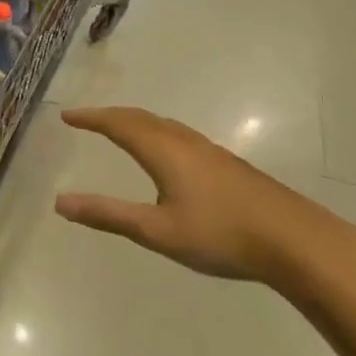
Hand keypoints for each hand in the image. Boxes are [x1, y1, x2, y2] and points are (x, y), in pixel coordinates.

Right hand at [55, 107, 355, 287]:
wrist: (294, 240)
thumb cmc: (220, 234)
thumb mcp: (157, 230)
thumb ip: (108, 215)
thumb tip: (60, 202)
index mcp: (163, 151)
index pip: (118, 124)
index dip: (90, 118)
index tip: (66, 115)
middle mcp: (183, 141)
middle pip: (140, 118)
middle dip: (110, 115)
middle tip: (87, 119)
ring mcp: (209, 151)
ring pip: (163, 125)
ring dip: (135, 122)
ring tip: (120, 129)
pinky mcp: (227, 165)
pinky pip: (179, 135)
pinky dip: (156, 132)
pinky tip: (166, 154)